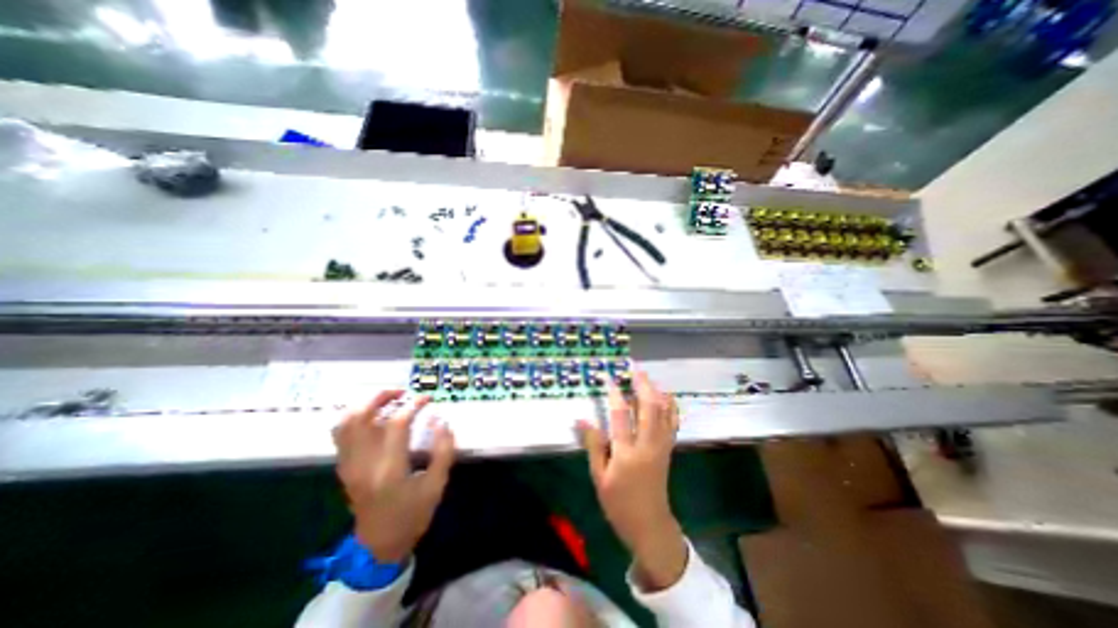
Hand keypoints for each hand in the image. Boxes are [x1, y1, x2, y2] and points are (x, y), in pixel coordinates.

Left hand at [332, 394, 451, 563]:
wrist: (379, 546)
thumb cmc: (413, 514)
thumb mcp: (437, 484)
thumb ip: (443, 450)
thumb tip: (441, 420)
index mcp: (389, 470)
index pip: (396, 425)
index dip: (413, 405)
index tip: (427, 399)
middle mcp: (363, 465)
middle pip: (361, 418)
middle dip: (381, 397)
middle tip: (401, 392)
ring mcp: (349, 467)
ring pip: (345, 424)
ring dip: (364, 405)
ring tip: (386, 399)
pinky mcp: (344, 469)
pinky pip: (340, 436)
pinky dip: (354, 418)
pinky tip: (372, 416)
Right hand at [582, 371, 685, 591]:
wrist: (650, 525)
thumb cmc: (619, 503)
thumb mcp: (600, 477)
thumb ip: (594, 445)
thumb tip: (582, 419)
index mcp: (627, 453)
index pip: (621, 415)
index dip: (615, 393)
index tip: (609, 377)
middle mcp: (648, 444)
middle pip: (649, 407)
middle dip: (642, 384)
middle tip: (634, 368)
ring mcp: (661, 445)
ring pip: (663, 411)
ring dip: (655, 390)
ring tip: (646, 377)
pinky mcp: (668, 448)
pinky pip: (672, 422)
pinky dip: (670, 405)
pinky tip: (666, 395)